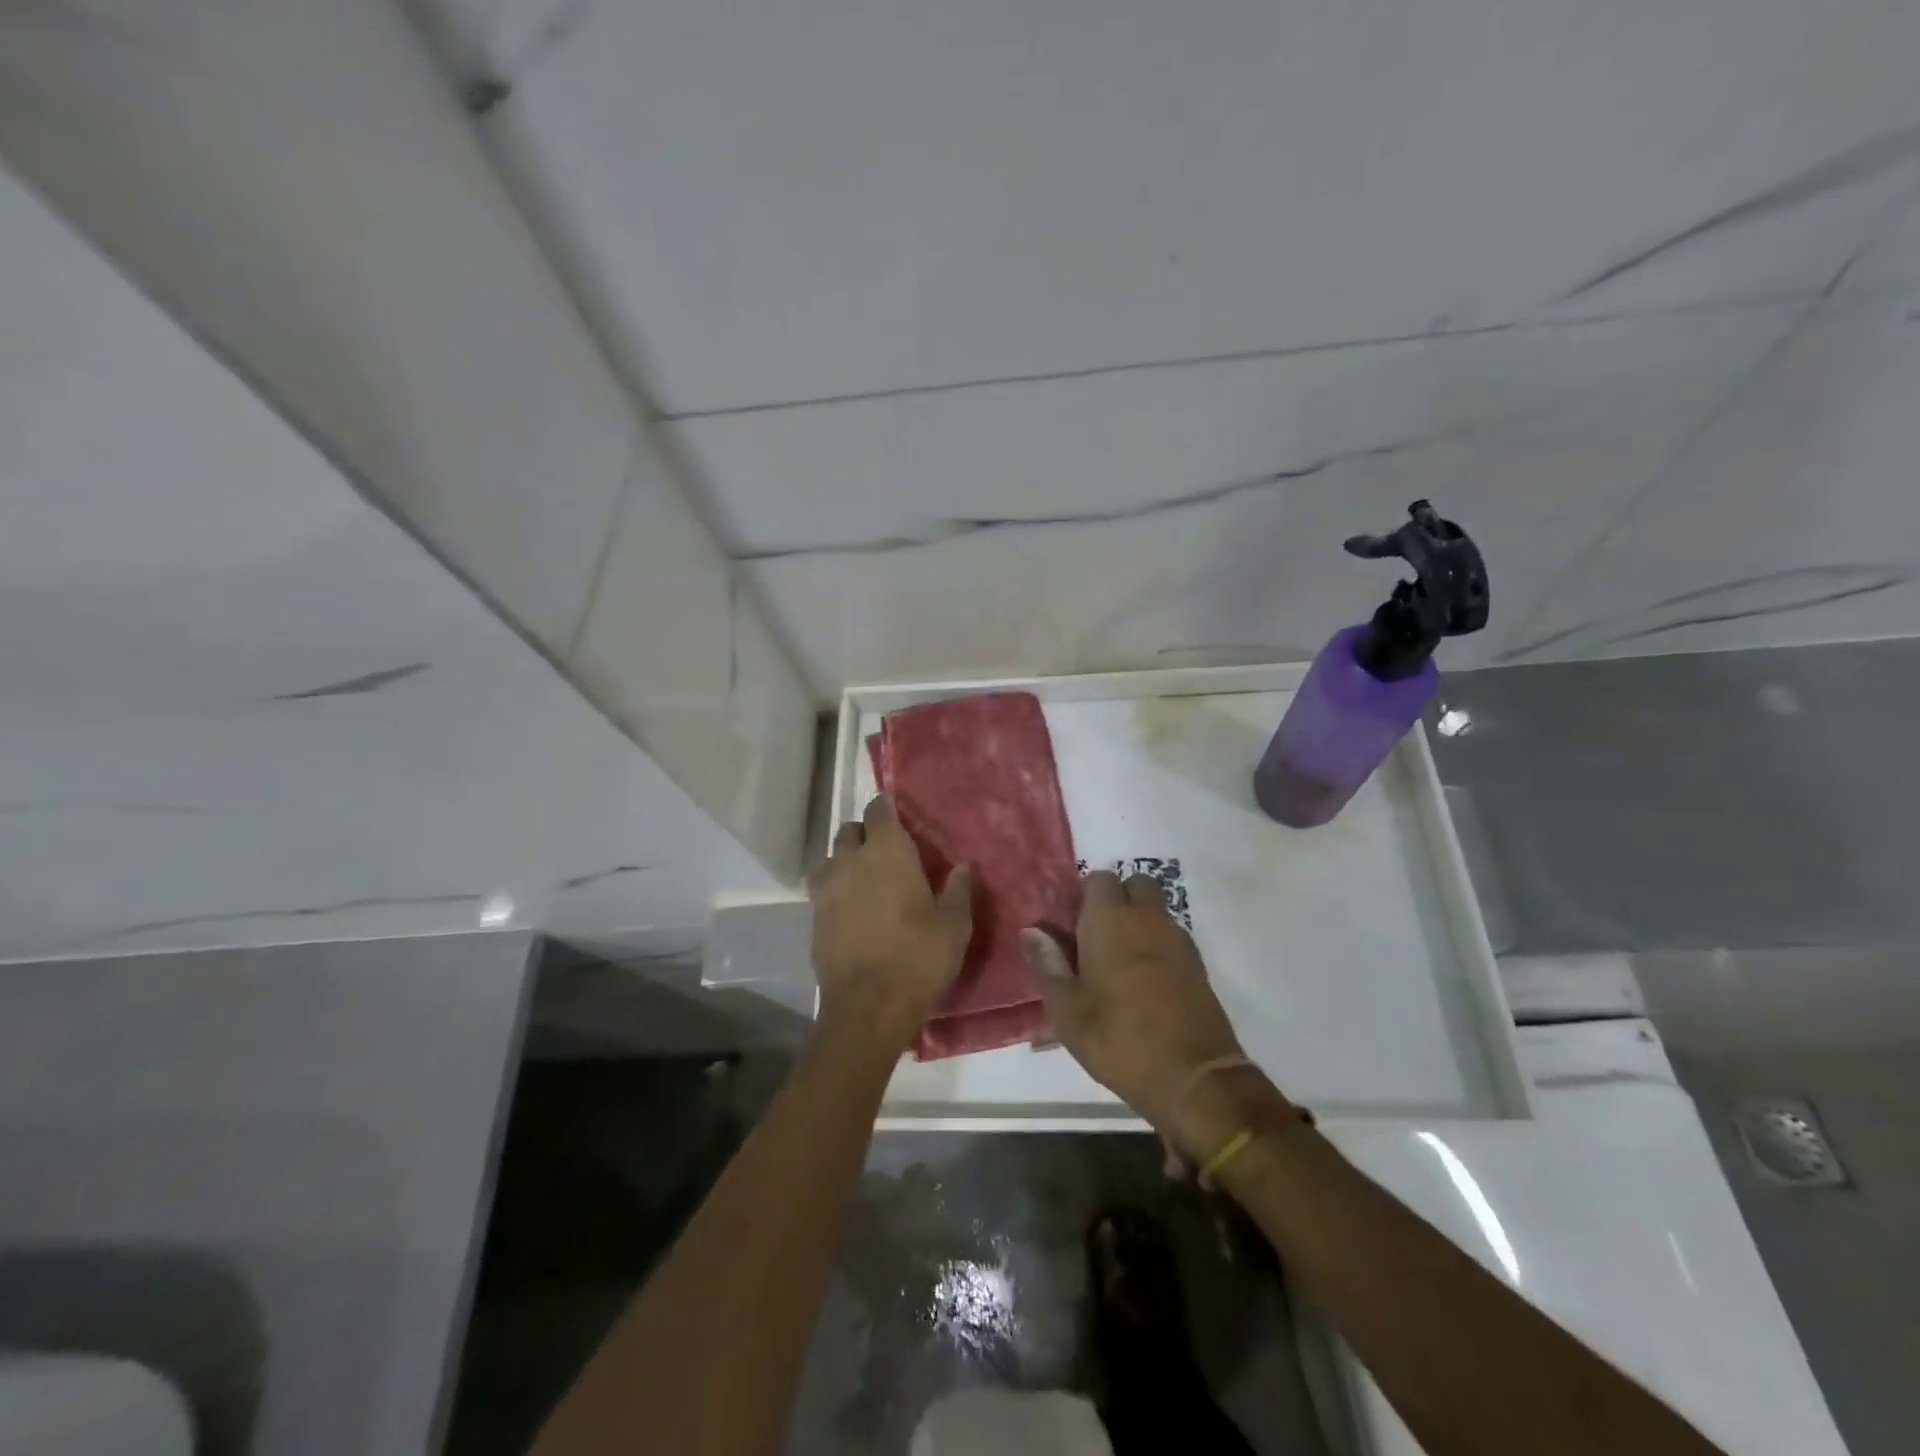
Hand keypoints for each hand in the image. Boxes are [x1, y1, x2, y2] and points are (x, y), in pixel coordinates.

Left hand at [809, 795, 972, 1054]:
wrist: (868, 1006)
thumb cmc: (918, 957)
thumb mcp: (954, 925)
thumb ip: (959, 889)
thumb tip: (963, 866)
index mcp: (887, 851)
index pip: (879, 810)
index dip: (887, 809)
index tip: (898, 816)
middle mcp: (850, 860)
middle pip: (849, 830)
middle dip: (865, 834)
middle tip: (886, 852)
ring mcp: (826, 888)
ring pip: (832, 858)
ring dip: (846, 861)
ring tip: (865, 880)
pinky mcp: (813, 917)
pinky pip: (822, 889)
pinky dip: (836, 889)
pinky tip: (851, 909)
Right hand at [1022, 872, 1255, 1139]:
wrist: (1194, 1077)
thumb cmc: (1119, 1040)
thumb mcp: (1067, 1011)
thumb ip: (1047, 965)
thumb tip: (1030, 931)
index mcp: (1111, 920)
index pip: (1098, 879)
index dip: (1083, 897)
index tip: (1070, 926)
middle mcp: (1147, 918)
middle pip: (1133, 885)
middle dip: (1115, 900)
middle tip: (1095, 937)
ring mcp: (1177, 938)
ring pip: (1155, 909)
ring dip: (1137, 920)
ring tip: (1117, 961)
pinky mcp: (1197, 963)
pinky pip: (1171, 935)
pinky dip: (1157, 943)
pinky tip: (1144, 980)